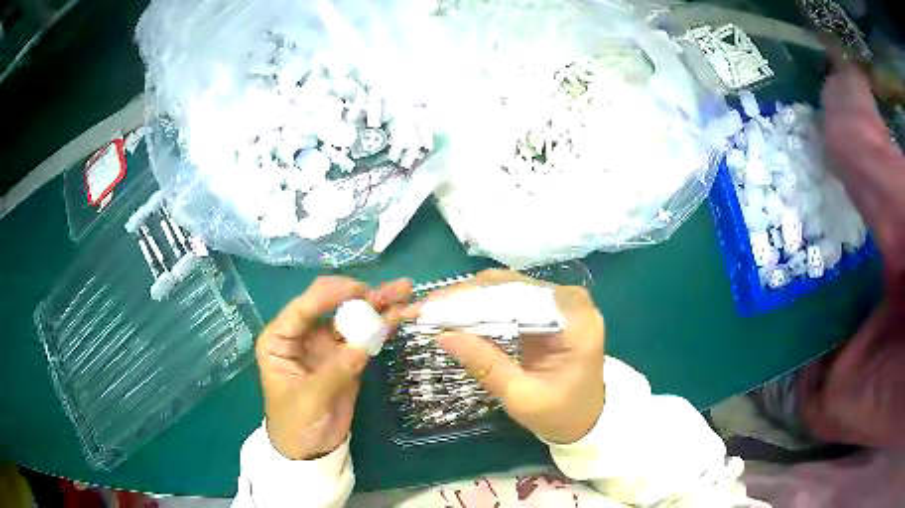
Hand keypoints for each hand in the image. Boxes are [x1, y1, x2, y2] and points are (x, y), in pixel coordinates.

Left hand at [256, 276, 411, 459]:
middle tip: (394, 289)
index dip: (331, 294)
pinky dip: (382, 326)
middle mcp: (302, 334)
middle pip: (331, 305)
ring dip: (377, 305)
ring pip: (352, 317)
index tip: (361, 289)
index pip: (304, 307)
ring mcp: (326, 344)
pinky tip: (401, 315)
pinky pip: (364, 337)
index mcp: (280, 339)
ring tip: (404, 292)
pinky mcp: (346, 357)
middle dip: (361, 295)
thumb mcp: (309, 401)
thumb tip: (363, 346)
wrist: (310, 450)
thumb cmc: (296, 424)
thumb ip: (333, 373)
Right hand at [418, 269, 604, 443]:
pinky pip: (508, 299)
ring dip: (467, 299)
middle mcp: (569, 300)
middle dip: (463, 298)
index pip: (517, 298)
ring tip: (432, 310)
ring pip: (505, 289)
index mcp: (575, 320)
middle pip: (509, 287)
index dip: (470, 301)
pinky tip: (454, 314)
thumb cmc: (560, 413)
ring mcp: (559, 301)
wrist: (586, 418)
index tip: (430, 308)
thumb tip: (443, 335)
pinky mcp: (547, 308)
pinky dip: (480, 307)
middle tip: (423, 309)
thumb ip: (486, 365)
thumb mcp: (522, 397)